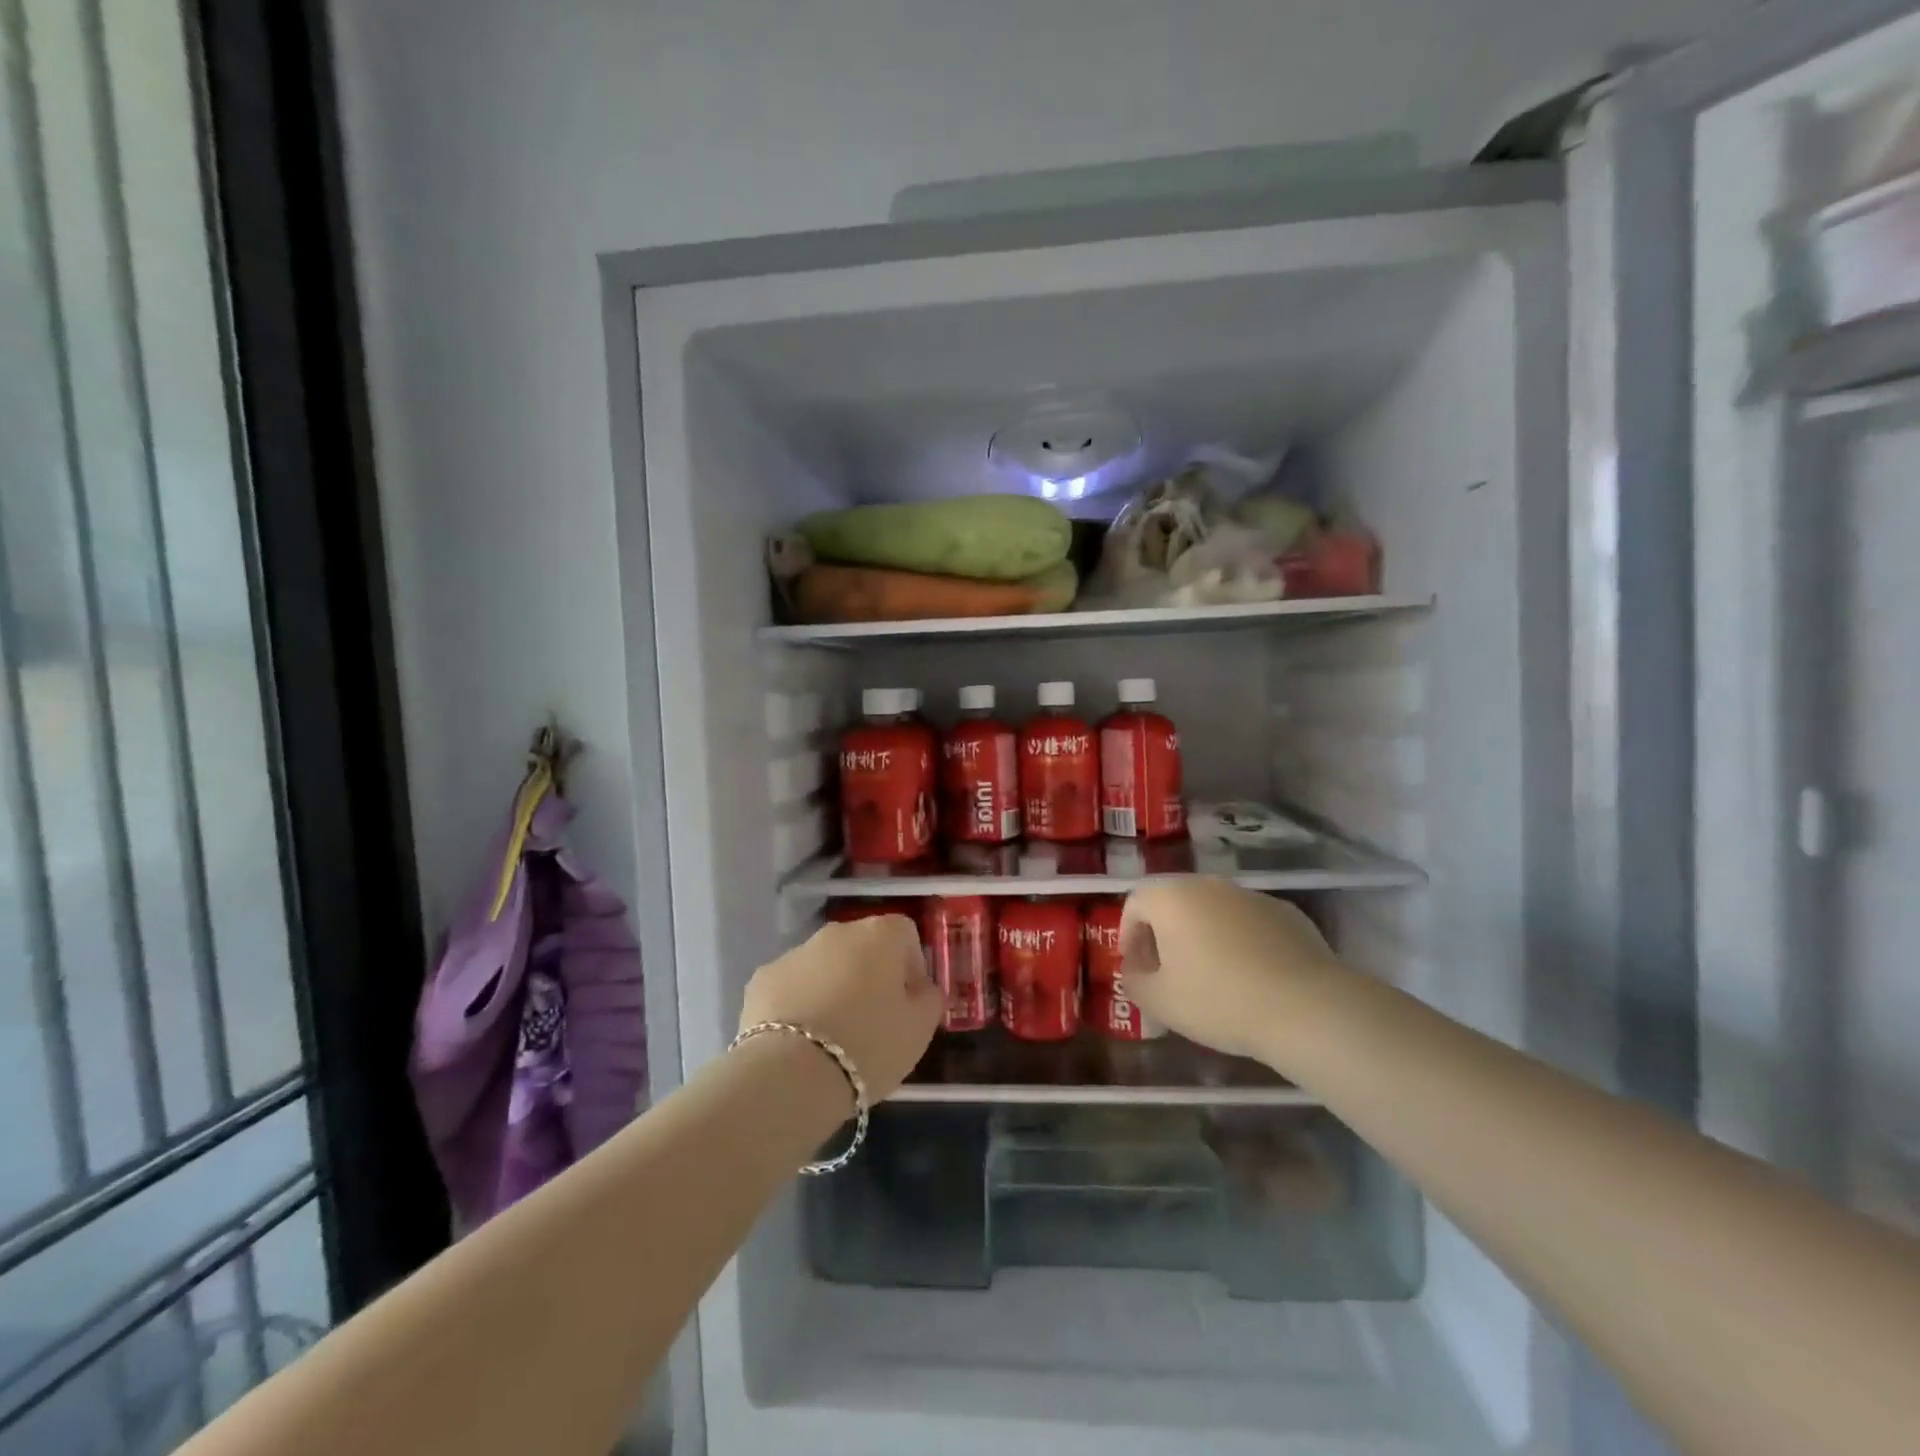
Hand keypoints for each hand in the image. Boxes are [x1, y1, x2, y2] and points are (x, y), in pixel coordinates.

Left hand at [740, 915, 941, 1100]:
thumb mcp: (920, 1029)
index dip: (911, 965)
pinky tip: (801, 1040)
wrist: (791, 1075)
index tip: (909, 1001)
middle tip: (873, 1020)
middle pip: (862, 946)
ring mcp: (795, 952)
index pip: (905, 933)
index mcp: (879, 935)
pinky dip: (799, 1003)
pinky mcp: (761, 979)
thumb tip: (921, 989)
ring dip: (833, 987)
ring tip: (834, 1036)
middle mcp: (836, 932)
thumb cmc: (870, 1045)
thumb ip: (929, 999)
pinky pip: (791, 985)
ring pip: (824, 965)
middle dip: (870, 974)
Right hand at [1120, 877, 1342, 1065]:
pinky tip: (1251, 976)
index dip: (1128, 935)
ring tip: (1212, 976)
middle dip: (1165, 934)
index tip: (1136, 967)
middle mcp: (1208, 885)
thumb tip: (1135, 970)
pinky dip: (1240, 941)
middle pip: (1174, 902)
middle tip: (1168, 971)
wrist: (1305, 1007)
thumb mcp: (1159, 1001)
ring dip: (1203, 935)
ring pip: (1213, 910)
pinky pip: (1249, 922)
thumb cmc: (1218, 1000)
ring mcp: (1250, 895)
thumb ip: (1134, 980)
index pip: (1135, 904)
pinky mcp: (1286, 912)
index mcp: (1171, 897)